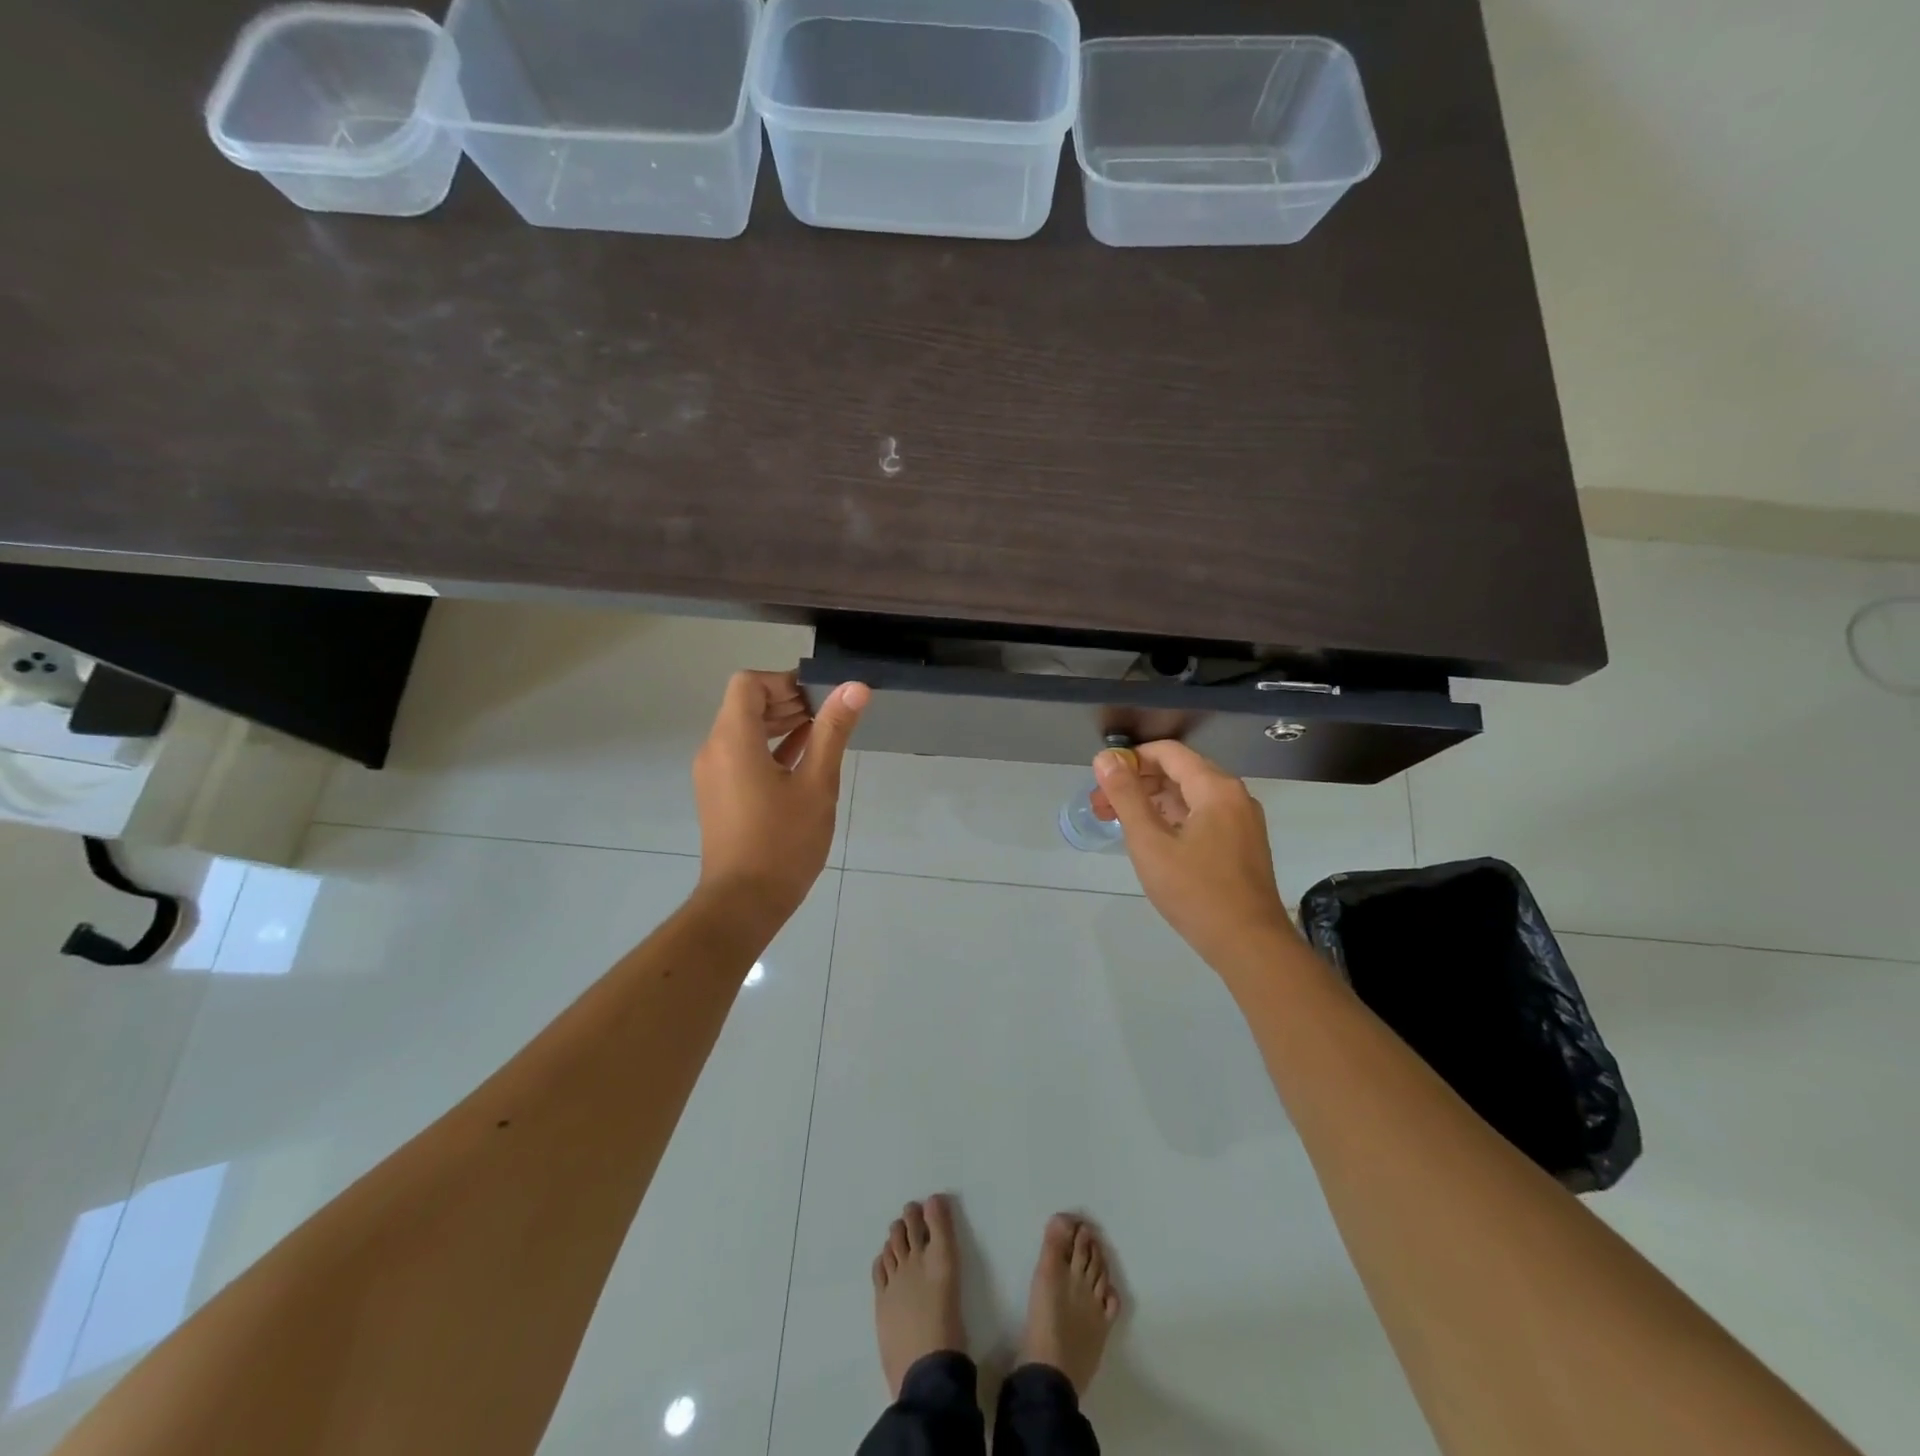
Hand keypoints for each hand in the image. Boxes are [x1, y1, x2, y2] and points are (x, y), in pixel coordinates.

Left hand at [693, 671, 868, 923]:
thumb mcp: (817, 783)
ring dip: (781, 724)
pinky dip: (771, 748)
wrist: (744, 902)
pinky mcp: (720, 794)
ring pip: (745, 730)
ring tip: (823, 734)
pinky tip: (805, 758)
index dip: (785, 681)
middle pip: (746, 704)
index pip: (749, 683)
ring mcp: (714, 773)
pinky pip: (743, 755)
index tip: (820, 698)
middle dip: (788, 700)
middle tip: (829, 714)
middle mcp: (715, 749)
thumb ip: (833, 731)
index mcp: (733, 739)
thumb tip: (854, 688)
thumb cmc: (783, 841)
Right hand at [1093, 741, 1297, 973]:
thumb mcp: (1150, 842)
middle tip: (1102, 806)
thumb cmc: (1195, 891)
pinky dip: (1174, 818)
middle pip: (1180, 772)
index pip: (1169, 753)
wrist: (1250, 945)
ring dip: (1153, 802)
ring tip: (1120, 823)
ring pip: (1191, 796)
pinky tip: (1152, 839)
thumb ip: (1126, 796)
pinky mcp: (1243, 845)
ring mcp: (1243, 821)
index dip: (1131, 759)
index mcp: (1216, 788)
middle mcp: (1234, 796)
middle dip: (1138, 783)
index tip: (1102, 779)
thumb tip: (1105, 758)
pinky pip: (1204, 816)